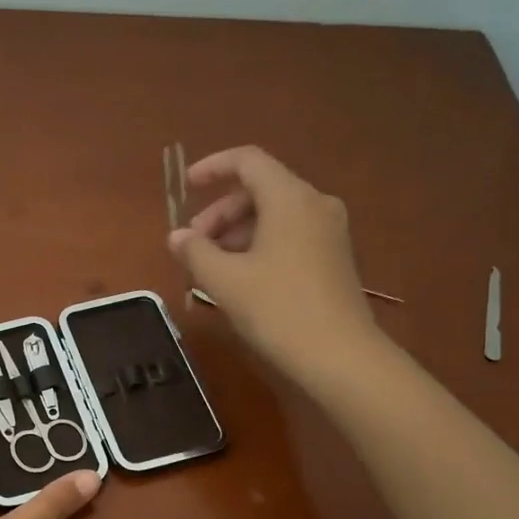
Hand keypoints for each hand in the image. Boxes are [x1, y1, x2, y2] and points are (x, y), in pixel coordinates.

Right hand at [167, 146, 381, 386]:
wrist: (340, 357)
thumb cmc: (279, 310)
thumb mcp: (226, 281)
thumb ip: (196, 252)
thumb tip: (177, 237)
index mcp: (290, 198)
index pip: (248, 161)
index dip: (213, 167)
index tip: (186, 187)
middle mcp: (315, 205)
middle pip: (260, 190)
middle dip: (221, 212)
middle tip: (194, 245)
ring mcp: (329, 232)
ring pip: (274, 215)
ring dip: (238, 232)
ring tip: (212, 267)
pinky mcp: (334, 258)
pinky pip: (290, 236)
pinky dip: (260, 245)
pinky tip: (242, 278)